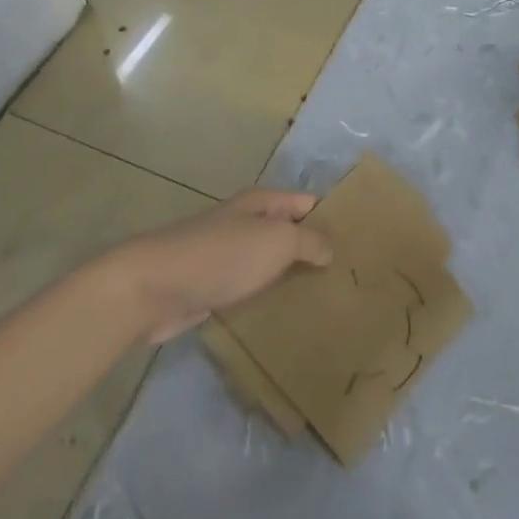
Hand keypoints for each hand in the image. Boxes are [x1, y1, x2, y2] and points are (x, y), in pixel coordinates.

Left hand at [108, 189, 332, 343]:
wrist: (154, 287)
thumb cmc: (222, 256)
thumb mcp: (276, 240)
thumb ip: (309, 241)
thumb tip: (330, 248)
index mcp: (263, 203)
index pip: (309, 204)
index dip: (333, 219)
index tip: (364, 243)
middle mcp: (247, 223)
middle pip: (291, 233)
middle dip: (317, 251)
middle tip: (352, 278)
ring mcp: (230, 255)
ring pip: (272, 262)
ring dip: (294, 277)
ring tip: (330, 300)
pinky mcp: (215, 285)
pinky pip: (253, 287)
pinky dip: (270, 297)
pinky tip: (291, 315)